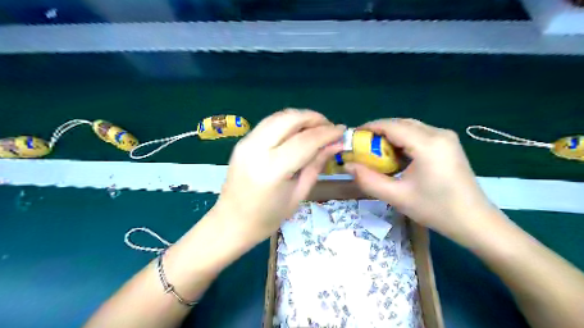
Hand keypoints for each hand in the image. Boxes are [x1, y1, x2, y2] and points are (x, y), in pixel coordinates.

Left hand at [214, 109, 342, 242]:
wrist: (231, 222)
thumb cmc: (268, 217)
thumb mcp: (298, 194)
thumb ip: (316, 165)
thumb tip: (335, 144)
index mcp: (272, 170)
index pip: (305, 141)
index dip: (327, 133)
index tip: (342, 130)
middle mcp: (256, 150)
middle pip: (290, 119)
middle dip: (313, 118)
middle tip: (328, 127)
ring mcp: (246, 143)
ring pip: (278, 116)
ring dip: (300, 117)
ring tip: (316, 128)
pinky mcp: (242, 142)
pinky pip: (269, 123)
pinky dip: (287, 122)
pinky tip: (297, 132)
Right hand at [346, 119, 501, 244]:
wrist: (474, 221)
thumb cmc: (435, 210)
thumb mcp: (397, 197)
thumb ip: (368, 180)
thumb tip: (347, 165)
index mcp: (427, 144)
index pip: (391, 125)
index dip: (369, 128)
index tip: (353, 138)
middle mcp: (438, 133)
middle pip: (400, 123)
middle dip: (378, 132)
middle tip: (362, 147)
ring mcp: (446, 137)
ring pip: (409, 127)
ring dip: (390, 136)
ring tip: (376, 153)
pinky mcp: (448, 144)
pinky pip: (419, 134)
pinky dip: (403, 141)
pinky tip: (396, 156)